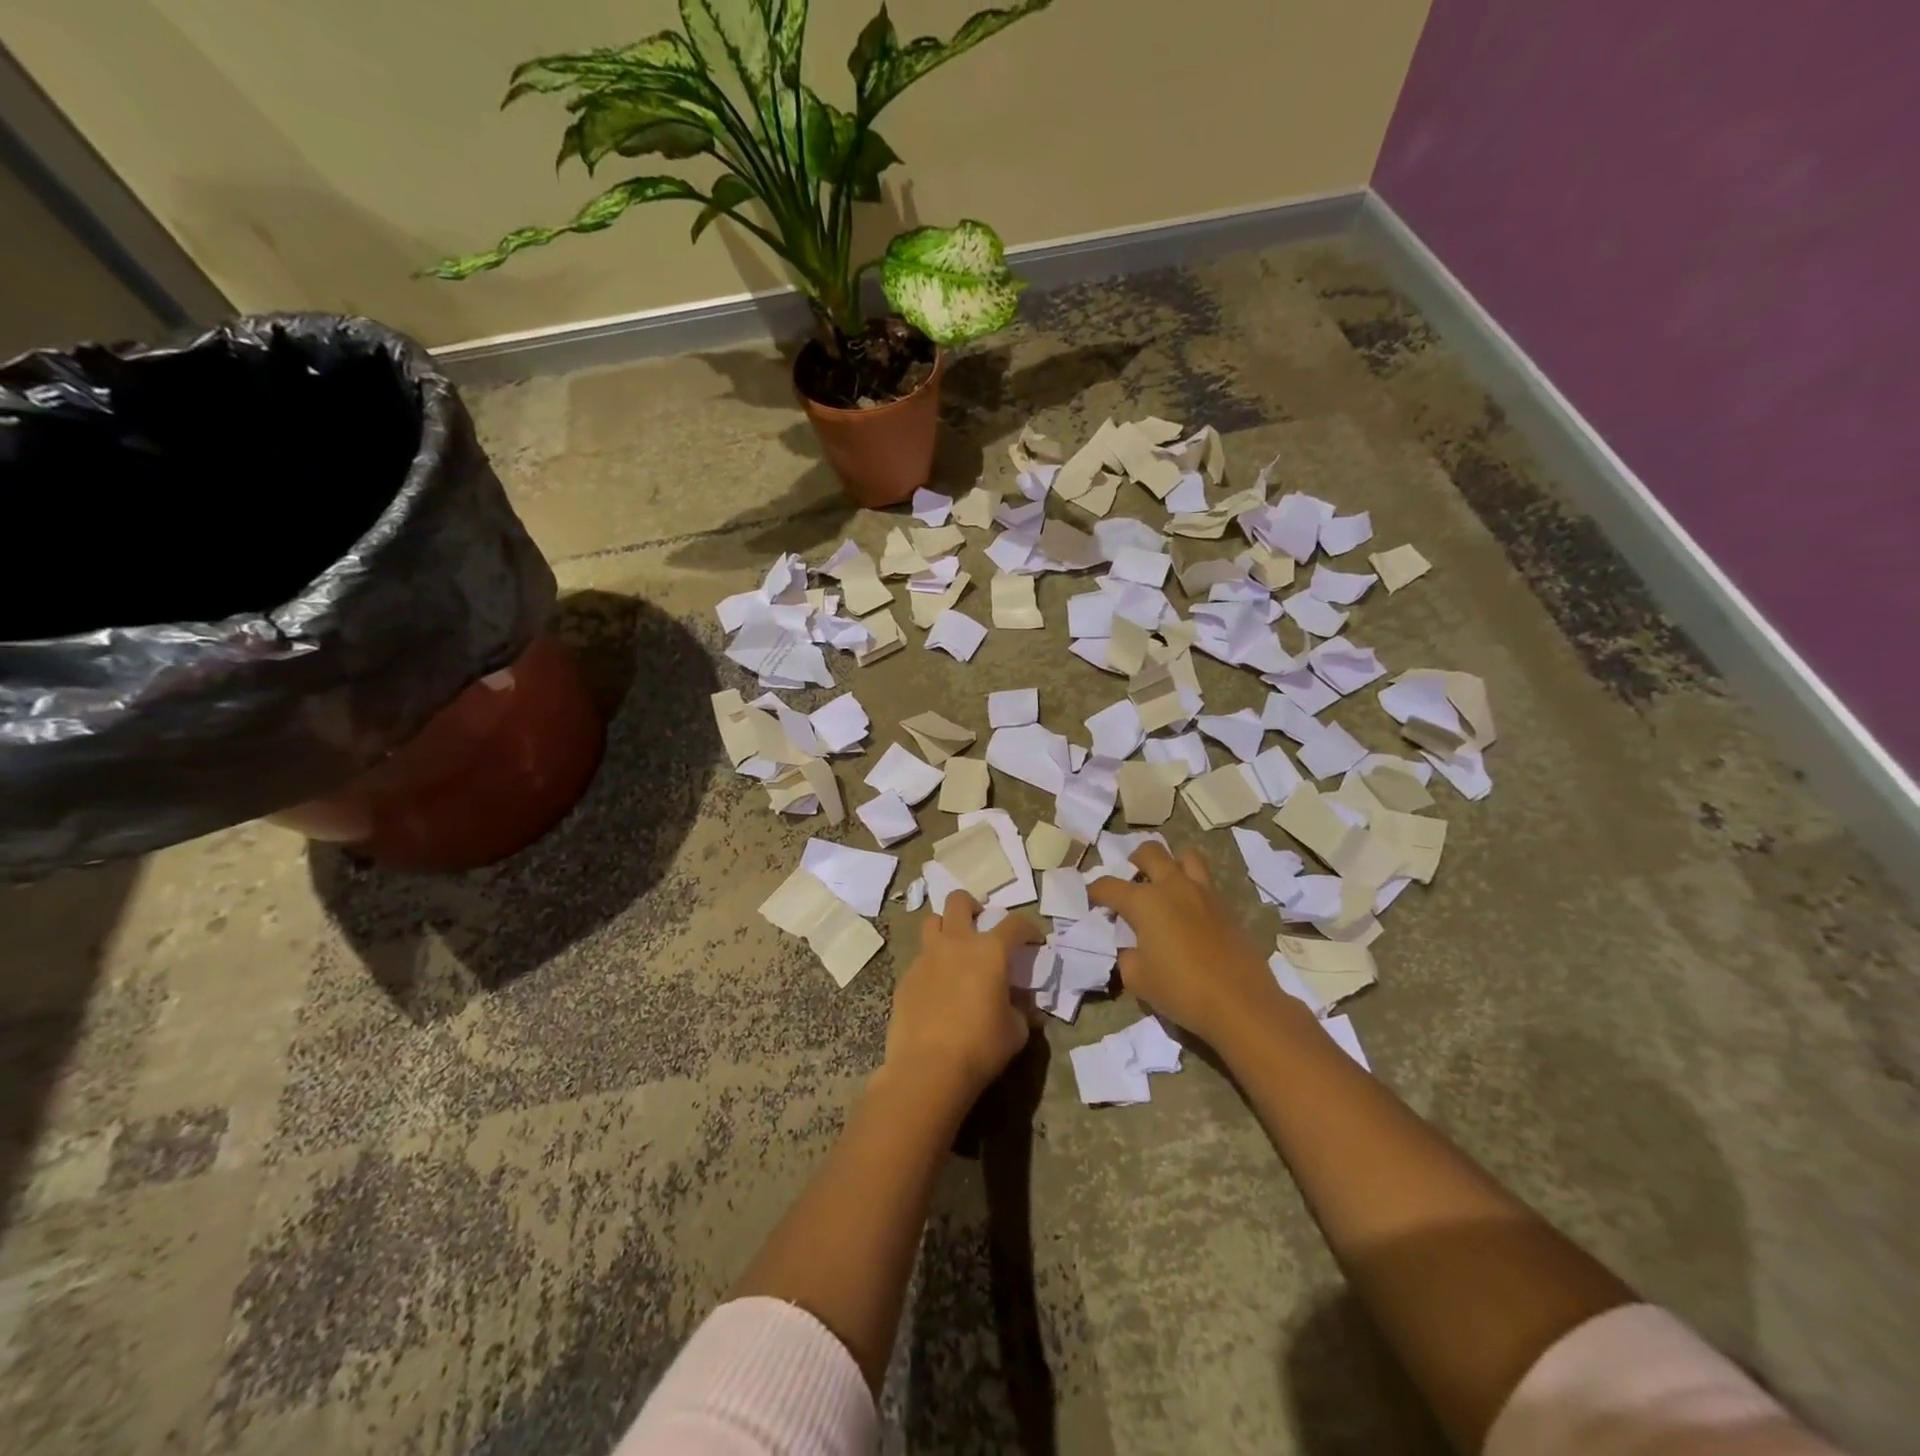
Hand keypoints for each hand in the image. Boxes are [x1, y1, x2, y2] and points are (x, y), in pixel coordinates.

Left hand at [882, 891, 1042, 1106]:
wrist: (928, 1069)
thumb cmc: (980, 1046)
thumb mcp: (1015, 1032)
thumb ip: (1022, 1011)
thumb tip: (1026, 1007)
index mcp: (989, 951)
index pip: (1015, 923)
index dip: (1028, 928)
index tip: (1033, 941)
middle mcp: (956, 943)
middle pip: (959, 901)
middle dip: (972, 906)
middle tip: (980, 925)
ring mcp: (926, 957)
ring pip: (931, 921)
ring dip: (945, 927)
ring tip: (954, 949)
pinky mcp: (905, 977)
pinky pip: (919, 958)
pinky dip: (931, 963)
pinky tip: (936, 987)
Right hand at [1087, 842, 1284, 1043]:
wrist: (1241, 1003)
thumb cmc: (1181, 990)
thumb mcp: (1137, 979)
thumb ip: (1126, 955)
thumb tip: (1130, 946)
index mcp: (1144, 901)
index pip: (1109, 885)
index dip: (1094, 890)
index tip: (1089, 898)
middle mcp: (1172, 886)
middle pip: (1149, 852)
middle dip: (1134, 861)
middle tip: (1130, 880)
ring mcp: (1203, 892)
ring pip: (1185, 856)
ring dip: (1171, 863)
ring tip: (1164, 883)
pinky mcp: (1226, 906)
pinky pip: (1205, 882)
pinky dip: (1192, 886)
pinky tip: (1189, 910)